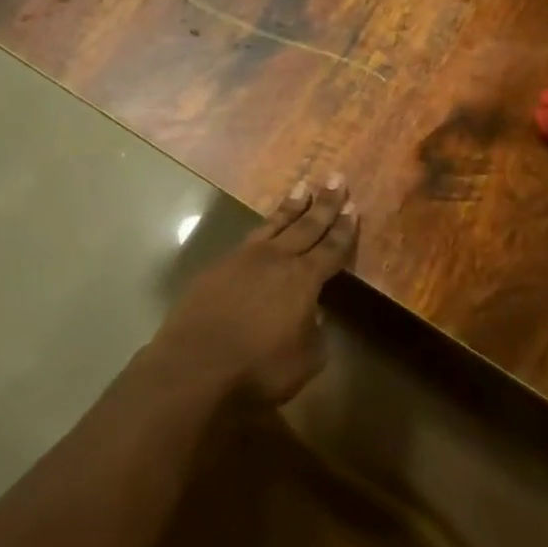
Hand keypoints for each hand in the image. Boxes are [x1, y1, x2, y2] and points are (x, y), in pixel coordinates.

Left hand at [153, 175, 357, 404]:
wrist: (195, 366)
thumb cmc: (258, 368)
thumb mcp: (305, 359)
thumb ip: (315, 331)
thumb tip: (313, 314)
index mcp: (303, 279)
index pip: (331, 248)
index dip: (344, 229)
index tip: (353, 206)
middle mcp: (276, 259)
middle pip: (306, 225)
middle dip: (324, 203)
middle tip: (335, 178)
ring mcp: (243, 258)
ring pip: (274, 225)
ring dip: (291, 207)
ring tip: (302, 188)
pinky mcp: (217, 267)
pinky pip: (248, 239)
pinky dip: (263, 228)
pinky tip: (264, 229)